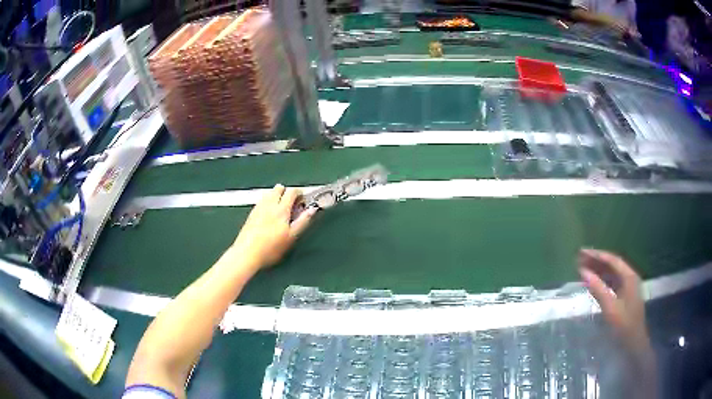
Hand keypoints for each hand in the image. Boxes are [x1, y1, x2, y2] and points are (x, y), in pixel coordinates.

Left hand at [232, 184, 315, 268]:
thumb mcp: (291, 237)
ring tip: (281, 209)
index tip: (302, 200)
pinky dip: (267, 202)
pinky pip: (261, 201)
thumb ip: (303, 221)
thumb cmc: (271, 248)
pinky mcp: (251, 213)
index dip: (299, 193)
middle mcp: (269, 204)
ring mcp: (259, 207)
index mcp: (281, 209)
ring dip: (276, 196)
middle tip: (292, 204)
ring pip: (269, 193)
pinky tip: (269, 214)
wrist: (247, 253)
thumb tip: (312, 210)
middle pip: (279, 188)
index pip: (292, 191)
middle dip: (287, 192)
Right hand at [579, 249, 649, 353]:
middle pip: (612, 265)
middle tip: (579, 259)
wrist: (634, 342)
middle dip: (596, 261)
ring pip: (611, 274)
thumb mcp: (610, 308)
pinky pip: (611, 283)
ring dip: (598, 270)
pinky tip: (592, 282)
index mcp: (629, 276)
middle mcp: (629, 277)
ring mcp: (627, 286)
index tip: (582, 253)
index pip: (612, 260)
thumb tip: (583, 272)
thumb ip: (598, 289)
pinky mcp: (624, 295)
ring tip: (583, 268)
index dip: (597, 255)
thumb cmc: (624, 325)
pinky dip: (601, 280)